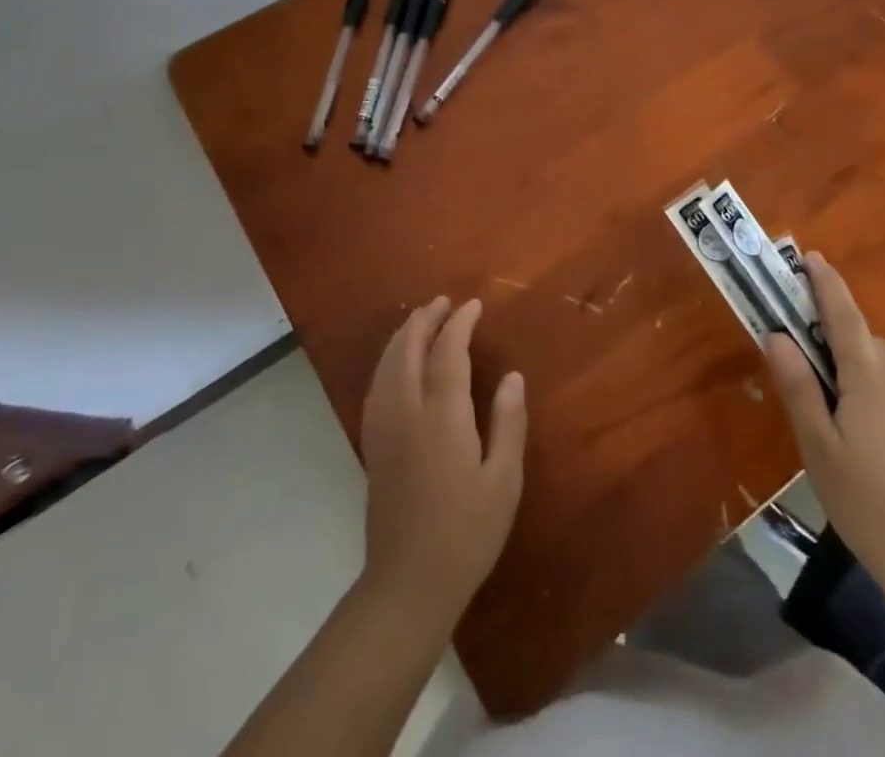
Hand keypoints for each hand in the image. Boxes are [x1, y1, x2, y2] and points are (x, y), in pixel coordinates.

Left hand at [357, 297, 526, 630]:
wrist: (408, 583)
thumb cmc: (466, 534)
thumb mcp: (503, 482)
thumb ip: (508, 424)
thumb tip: (512, 376)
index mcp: (442, 416)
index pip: (447, 352)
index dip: (459, 323)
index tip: (473, 305)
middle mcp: (407, 411)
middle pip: (408, 348)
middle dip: (426, 319)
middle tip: (445, 302)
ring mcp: (384, 426)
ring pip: (387, 363)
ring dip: (404, 334)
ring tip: (423, 319)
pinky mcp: (372, 443)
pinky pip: (376, 384)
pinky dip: (388, 359)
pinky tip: (397, 361)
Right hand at [766, 253, 884, 581]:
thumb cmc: (867, 502)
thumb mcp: (818, 447)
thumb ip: (799, 386)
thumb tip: (777, 335)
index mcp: (868, 377)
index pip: (844, 315)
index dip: (826, 283)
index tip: (811, 256)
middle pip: (865, 339)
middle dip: (836, 333)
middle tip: (805, 353)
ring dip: (858, 365)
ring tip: (834, 405)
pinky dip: (878, 391)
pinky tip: (868, 435)